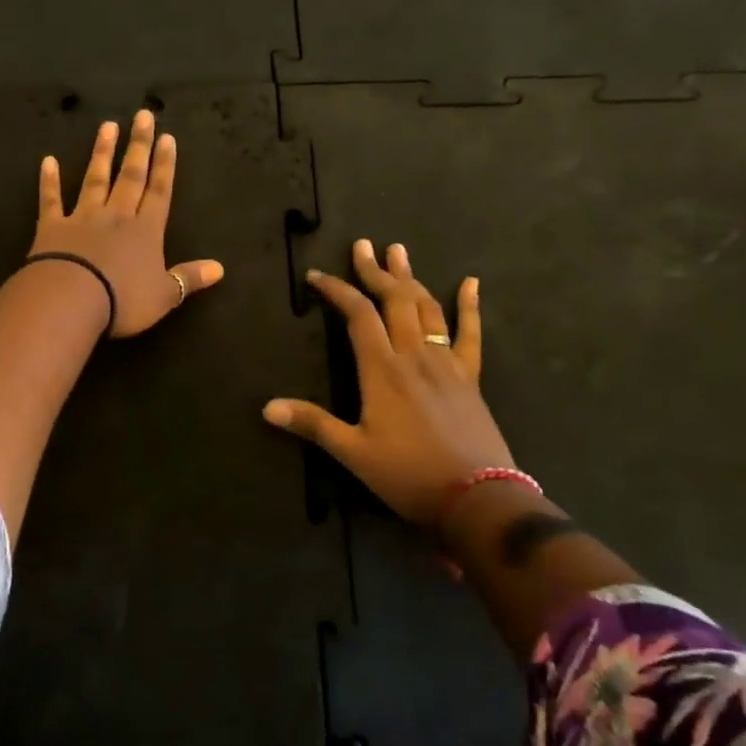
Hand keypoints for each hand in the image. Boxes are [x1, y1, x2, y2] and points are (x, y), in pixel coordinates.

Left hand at [31, 109, 224, 337]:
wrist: (71, 300)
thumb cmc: (123, 300)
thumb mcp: (164, 295)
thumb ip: (189, 278)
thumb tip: (220, 269)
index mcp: (146, 230)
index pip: (159, 191)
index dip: (165, 165)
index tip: (167, 137)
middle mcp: (117, 216)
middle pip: (131, 175)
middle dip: (139, 146)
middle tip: (142, 115)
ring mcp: (83, 217)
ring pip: (96, 179)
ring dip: (102, 152)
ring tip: (107, 126)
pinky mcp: (53, 227)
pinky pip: (51, 199)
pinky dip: (49, 181)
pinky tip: (47, 161)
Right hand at [264, 239, 516, 529]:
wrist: (478, 500)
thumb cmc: (408, 475)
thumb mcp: (353, 452)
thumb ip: (312, 424)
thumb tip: (267, 407)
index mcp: (382, 369)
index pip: (357, 315)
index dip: (337, 291)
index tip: (317, 276)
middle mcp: (414, 355)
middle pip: (393, 300)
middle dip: (374, 271)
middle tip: (362, 246)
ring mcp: (446, 363)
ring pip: (427, 308)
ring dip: (410, 278)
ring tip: (398, 251)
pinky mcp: (470, 377)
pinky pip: (470, 334)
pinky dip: (470, 307)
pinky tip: (471, 283)